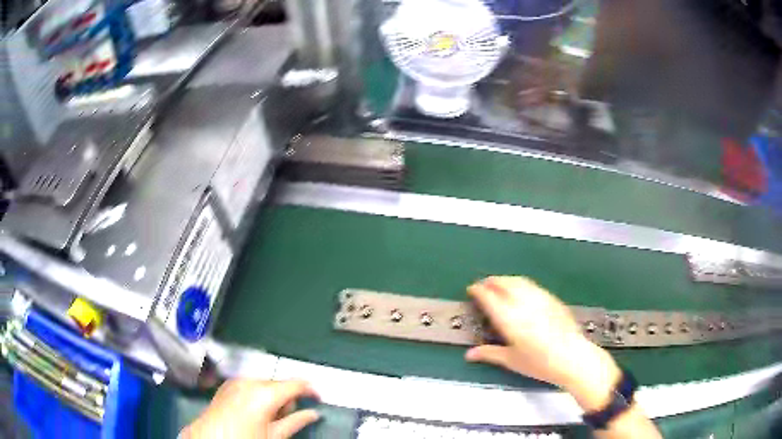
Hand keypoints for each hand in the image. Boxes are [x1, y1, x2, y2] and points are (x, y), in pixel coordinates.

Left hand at [181, 379, 319, 438]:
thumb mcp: (274, 436)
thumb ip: (296, 422)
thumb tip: (314, 414)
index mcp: (264, 393)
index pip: (295, 384)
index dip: (310, 390)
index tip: (318, 398)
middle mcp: (249, 381)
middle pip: (279, 384)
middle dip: (286, 398)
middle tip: (284, 419)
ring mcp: (235, 381)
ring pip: (264, 384)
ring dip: (271, 398)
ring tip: (266, 418)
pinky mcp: (226, 385)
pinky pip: (249, 386)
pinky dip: (256, 395)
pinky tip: (252, 412)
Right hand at [465, 276, 620, 410]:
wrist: (573, 357)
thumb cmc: (541, 363)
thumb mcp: (512, 361)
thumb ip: (489, 354)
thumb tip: (471, 354)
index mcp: (510, 319)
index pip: (489, 297)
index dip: (478, 291)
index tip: (472, 290)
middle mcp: (524, 304)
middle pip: (504, 283)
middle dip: (491, 281)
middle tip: (483, 285)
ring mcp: (540, 299)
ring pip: (519, 281)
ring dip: (506, 279)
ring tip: (499, 284)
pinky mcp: (552, 299)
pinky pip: (532, 285)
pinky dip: (521, 283)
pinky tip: (521, 289)